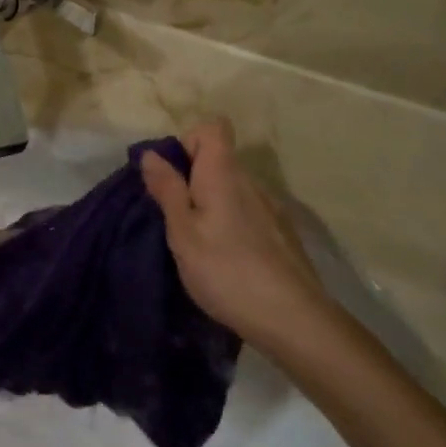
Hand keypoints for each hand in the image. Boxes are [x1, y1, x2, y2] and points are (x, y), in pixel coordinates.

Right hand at [139, 119, 351, 363]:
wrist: (294, 320)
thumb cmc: (226, 272)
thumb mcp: (183, 233)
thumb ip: (167, 190)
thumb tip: (151, 154)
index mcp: (224, 174)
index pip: (212, 127)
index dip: (187, 142)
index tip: (171, 176)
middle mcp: (251, 182)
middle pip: (219, 159)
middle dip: (192, 178)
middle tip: (173, 219)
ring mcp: (271, 207)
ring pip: (232, 188)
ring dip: (211, 203)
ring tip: (198, 244)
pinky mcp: (282, 233)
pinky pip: (247, 211)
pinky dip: (231, 223)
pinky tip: (227, 260)